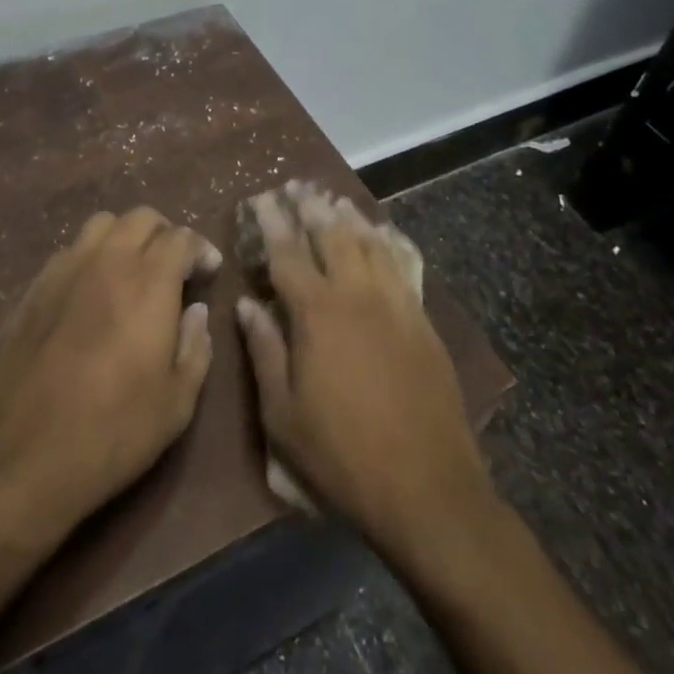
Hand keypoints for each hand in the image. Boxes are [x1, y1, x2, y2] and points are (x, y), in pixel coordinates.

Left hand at [0, 208, 220, 542]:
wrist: (21, 455)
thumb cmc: (112, 431)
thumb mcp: (177, 403)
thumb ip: (195, 347)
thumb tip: (195, 312)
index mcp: (149, 281)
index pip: (180, 237)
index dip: (200, 249)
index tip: (209, 271)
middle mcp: (107, 261)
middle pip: (141, 217)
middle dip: (165, 234)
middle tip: (175, 268)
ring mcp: (65, 269)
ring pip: (102, 225)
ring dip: (126, 237)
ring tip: (134, 271)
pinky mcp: (35, 288)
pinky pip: (71, 250)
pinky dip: (92, 256)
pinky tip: (94, 292)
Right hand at [235, 190, 490, 550]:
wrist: (427, 488)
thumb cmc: (342, 455)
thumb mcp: (282, 415)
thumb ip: (264, 351)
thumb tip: (246, 304)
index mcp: (317, 313)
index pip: (288, 253)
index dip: (273, 222)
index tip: (262, 198)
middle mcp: (357, 295)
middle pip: (332, 235)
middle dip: (311, 206)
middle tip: (297, 186)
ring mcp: (396, 304)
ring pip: (370, 243)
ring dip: (349, 217)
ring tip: (335, 199)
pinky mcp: (423, 321)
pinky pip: (403, 265)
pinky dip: (388, 242)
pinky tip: (382, 234)